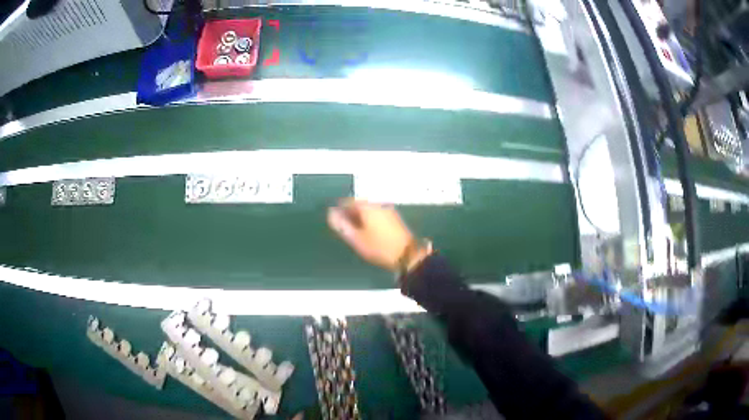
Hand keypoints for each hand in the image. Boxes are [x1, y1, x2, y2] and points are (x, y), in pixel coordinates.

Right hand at [328, 199, 428, 272]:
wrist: (407, 255)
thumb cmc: (378, 247)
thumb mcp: (356, 238)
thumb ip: (342, 225)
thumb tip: (331, 213)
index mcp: (367, 206)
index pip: (348, 201)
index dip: (339, 210)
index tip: (335, 221)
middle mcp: (378, 204)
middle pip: (359, 204)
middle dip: (350, 213)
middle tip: (344, 227)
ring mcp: (388, 210)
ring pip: (369, 210)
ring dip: (360, 217)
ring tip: (355, 231)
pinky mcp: (395, 218)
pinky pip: (377, 214)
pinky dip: (370, 220)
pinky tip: (368, 232)